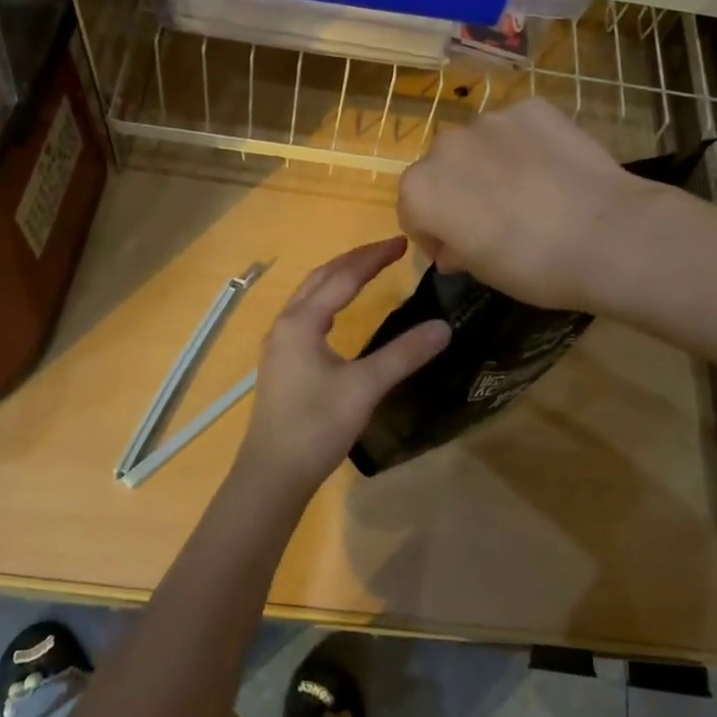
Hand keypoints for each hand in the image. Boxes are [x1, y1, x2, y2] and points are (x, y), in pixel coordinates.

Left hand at [234, 238, 449, 497]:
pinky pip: (305, 314)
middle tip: (389, 250)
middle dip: (355, 260)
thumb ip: (403, 355)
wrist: (273, 474)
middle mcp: (285, 324)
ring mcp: (279, 344)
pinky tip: (339, 313)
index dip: (373, 257)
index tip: (403, 243)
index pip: (342, 277)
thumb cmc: (316, 426)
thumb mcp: (364, 388)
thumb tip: (443, 327)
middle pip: (321, 278)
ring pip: (309, 295)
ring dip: (338, 277)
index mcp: (302, 322)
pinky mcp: (281, 362)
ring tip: (367, 270)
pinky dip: (327, 299)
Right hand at [398, 99, 654, 311]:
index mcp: (421, 190)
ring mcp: (490, 120)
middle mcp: (445, 145)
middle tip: (493, 219)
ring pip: (479, 144)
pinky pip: (517, 127)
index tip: (457, 251)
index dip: (432, 233)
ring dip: (489, 164)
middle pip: (441, 169)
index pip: (412, 210)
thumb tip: (453, 247)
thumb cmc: (532, 266)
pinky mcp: (532, 107)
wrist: (608, 236)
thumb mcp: (482, 271)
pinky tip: (552, 169)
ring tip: (528, 191)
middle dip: (458, 191)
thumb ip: (455, 250)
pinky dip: (525, 145)